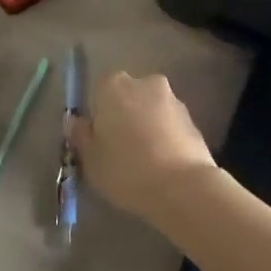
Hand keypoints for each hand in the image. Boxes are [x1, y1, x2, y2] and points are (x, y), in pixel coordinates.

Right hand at [71, 70, 219, 224]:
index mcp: (113, 85)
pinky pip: (170, 125)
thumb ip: (80, 135)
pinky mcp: (193, 120)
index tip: (99, 140)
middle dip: (124, 116)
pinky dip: (166, 138)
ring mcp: (173, 99)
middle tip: (120, 150)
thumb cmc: (126, 169)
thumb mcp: (90, 158)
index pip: (99, 90)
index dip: (98, 114)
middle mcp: (144, 83)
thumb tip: (76, 121)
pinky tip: (164, 165)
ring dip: (147, 127)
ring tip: (145, 162)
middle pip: (128, 96)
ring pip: (151, 110)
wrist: (183, 187)